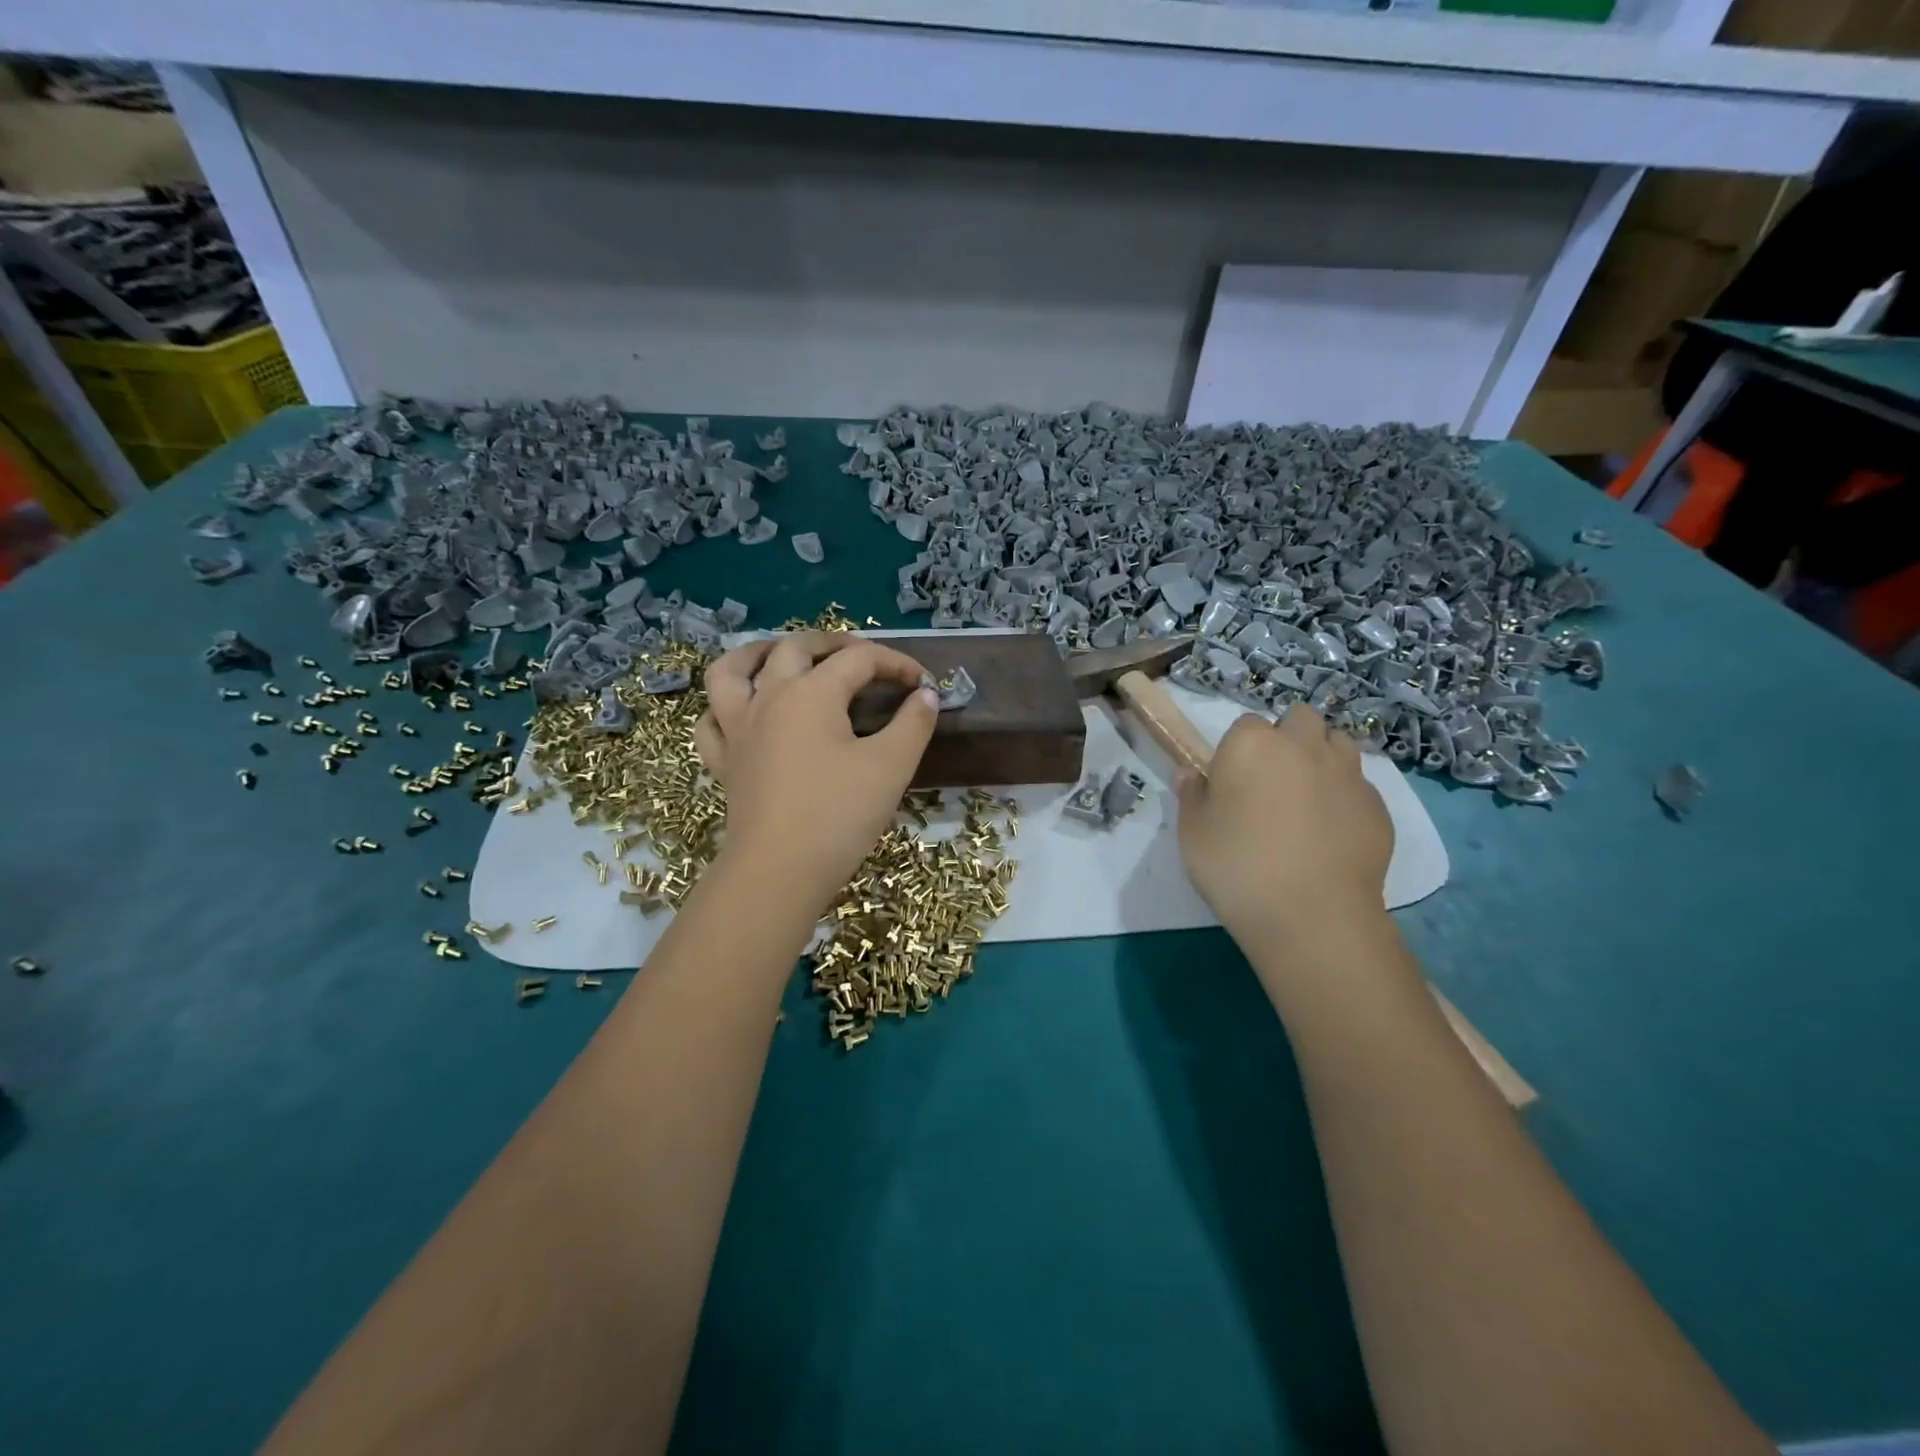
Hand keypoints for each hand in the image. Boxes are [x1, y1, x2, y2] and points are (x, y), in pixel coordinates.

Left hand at [694, 632, 939, 913]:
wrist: (779, 871)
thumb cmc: (839, 815)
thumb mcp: (891, 766)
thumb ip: (913, 723)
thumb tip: (926, 695)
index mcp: (812, 693)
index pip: (860, 659)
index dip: (897, 664)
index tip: (923, 685)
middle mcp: (769, 698)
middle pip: (796, 647)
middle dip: (834, 644)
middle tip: (863, 658)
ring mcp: (738, 729)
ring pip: (732, 671)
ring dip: (758, 654)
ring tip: (781, 656)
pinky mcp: (724, 762)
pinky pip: (712, 721)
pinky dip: (725, 708)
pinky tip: (744, 713)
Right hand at [1174, 705, 1392, 945]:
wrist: (1312, 914)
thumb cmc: (1237, 865)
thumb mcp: (1192, 833)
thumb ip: (1191, 795)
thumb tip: (1190, 774)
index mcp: (1252, 744)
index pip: (1245, 724)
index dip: (1238, 750)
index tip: (1231, 781)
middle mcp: (1303, 746)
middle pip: (1300, 718)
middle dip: (1289, 737)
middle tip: (1272, 779)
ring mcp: (1347, 773)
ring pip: (1338, 744)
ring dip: (1322, 757)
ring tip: (1306, 798)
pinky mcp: (1378, 806)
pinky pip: (1359, 786)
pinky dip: (1345, 798)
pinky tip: (1331, 832)